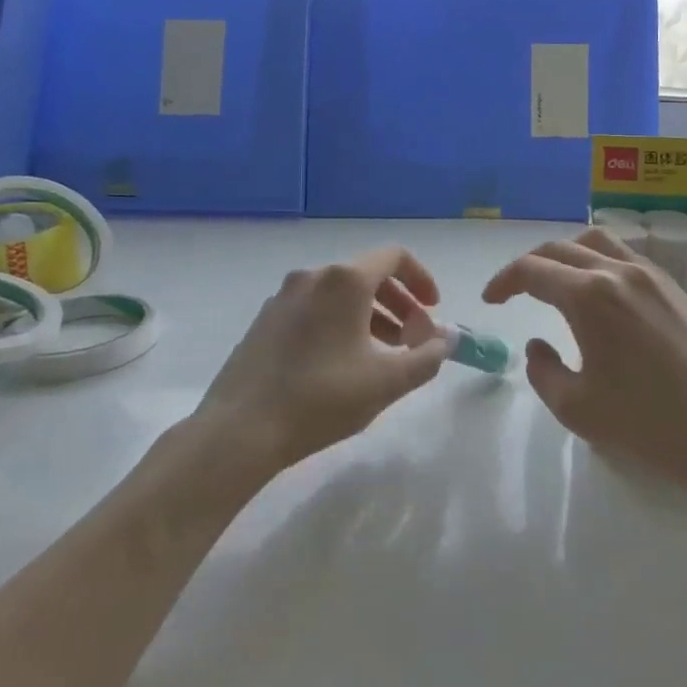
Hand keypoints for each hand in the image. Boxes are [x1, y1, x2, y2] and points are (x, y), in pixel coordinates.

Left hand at [197, 246, 450, 471]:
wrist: (240, 429)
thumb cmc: (322, 399)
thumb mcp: (387, 382)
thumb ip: (427, 357)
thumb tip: (446, 340)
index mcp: (344, 281)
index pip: (394, 257)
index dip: (421, 279)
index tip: (433, 310)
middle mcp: (313, 276)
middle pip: (368, 274)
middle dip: (399, 304)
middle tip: (414, 339)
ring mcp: (284, 296)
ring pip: (340, 294)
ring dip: (372, 316)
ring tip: (384, 355)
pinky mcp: (266, 319)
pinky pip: (315, 308)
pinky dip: (341, 323)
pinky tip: (344, 363)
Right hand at [482, 228, 686, 497]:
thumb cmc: (647, 424)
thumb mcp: (576, 408)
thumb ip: (542, 370)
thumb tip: (537, 343)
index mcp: (589, 296)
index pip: (532, 271)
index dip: (503, 282)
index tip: (491, 300)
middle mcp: (619, 271)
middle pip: (561, 248)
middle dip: (529, 265)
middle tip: (514, 291)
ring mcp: (653, 275)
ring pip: (597, 242)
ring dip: (566, 255)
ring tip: (556, 283)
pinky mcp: (676, 288)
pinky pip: (626, 257)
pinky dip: (599, 262)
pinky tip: (599, 295)